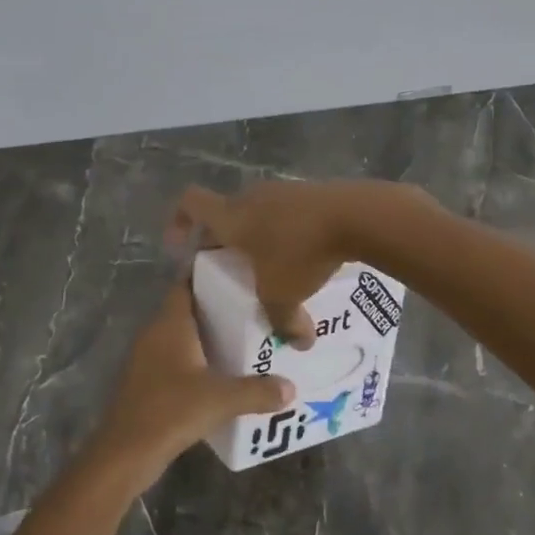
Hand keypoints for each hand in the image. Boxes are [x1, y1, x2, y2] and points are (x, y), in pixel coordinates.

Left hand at [92, 282, 294, 482]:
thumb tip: (291, 388)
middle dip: (218, 308)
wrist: (125, 453)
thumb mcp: (221, 400)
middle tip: (255, 309)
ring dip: (209, 337)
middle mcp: (156, 333)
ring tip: (246, 340)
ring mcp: (148, 358)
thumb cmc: (171, 411)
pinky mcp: (147, 382)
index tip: (239, 274)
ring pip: (183, 336)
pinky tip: (222, 374)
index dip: (210, 275)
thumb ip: (258, 391)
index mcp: (170, 324)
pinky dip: (198, 360)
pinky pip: (177, 359)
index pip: (186, 283)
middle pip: (188, 309)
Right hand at [170, 181, 422, 347]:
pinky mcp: (309, 193)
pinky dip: (284, 230)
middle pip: (224, 213)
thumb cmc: (303, 252)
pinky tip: (302, 254)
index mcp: (232, 216)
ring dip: (256, 236)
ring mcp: (282, 191)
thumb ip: (284, 322)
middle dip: (223, 241)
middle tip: (229, 269)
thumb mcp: (285, 294)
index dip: (179, 221)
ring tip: (268, 266)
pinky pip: (285, 212)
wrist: (356, 215)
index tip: (181, 246)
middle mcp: (251, 197)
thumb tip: (300, 343)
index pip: (190, 202)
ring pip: (257, 213)